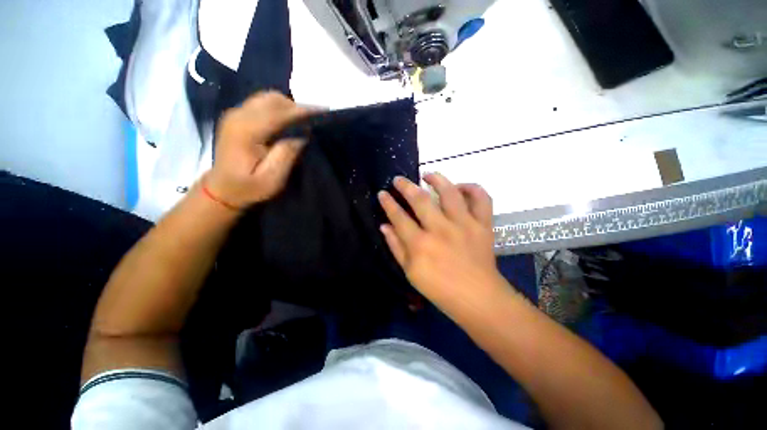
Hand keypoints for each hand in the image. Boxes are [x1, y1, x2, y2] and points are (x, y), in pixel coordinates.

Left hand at [204, 91, 309, 208]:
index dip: (302, 111)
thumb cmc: (248, 188)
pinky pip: (262, 103)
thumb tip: (302, 136)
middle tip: (314, 121)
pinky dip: (279, 108)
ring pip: (267, 98)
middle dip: (296, 107)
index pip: (278, 113)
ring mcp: (235, 114)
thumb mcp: (271, 179)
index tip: (323, 112)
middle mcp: (238, 116)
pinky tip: (288, 122)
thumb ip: (286, 155)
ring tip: (303, 122)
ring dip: (288, 106)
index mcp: (246, 131)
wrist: (222, 189)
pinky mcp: (237, 116)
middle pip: (272, 99)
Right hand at [378, 174, 507, 311]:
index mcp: (420, 245)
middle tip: (398, 179)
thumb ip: (395, 246)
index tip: (382, 193)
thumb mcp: (410, 272)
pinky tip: (460, 187)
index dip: (388, 203)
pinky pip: (481, 199)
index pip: (399, 217)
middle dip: (405, 186)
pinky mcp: (483, 225)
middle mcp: (441, 230)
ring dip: (437, 179)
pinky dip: (472, 188)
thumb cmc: (439, 289)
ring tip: (427, 175)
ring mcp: (464, 225)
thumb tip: (384, 225)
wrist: (477, 298)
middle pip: (420, 200)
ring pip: (450, 192)